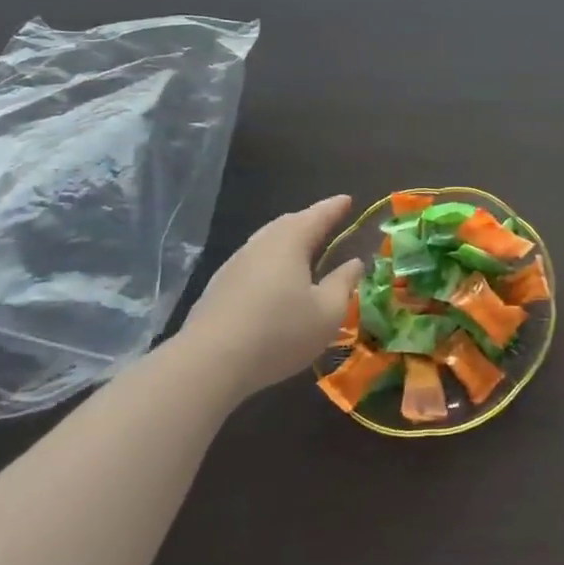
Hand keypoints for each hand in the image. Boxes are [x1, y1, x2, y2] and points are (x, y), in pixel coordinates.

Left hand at [173, 195, 363, 399]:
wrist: (209, 364)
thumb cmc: (280, 332)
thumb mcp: (327, 312)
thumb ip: (343, 283)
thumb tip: (354, 262)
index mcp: (290, 242)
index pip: (318, 216)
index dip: (335, 208)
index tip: (348, 200)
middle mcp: (260, 245)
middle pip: (288, 224)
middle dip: (309, 221)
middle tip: (326, 223)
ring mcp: (233, 266)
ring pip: (266, 243)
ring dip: (287, 243)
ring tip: (303, 252)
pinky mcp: (217, 289)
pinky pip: (251, 264)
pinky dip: (269, 264)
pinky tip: (273, 283)